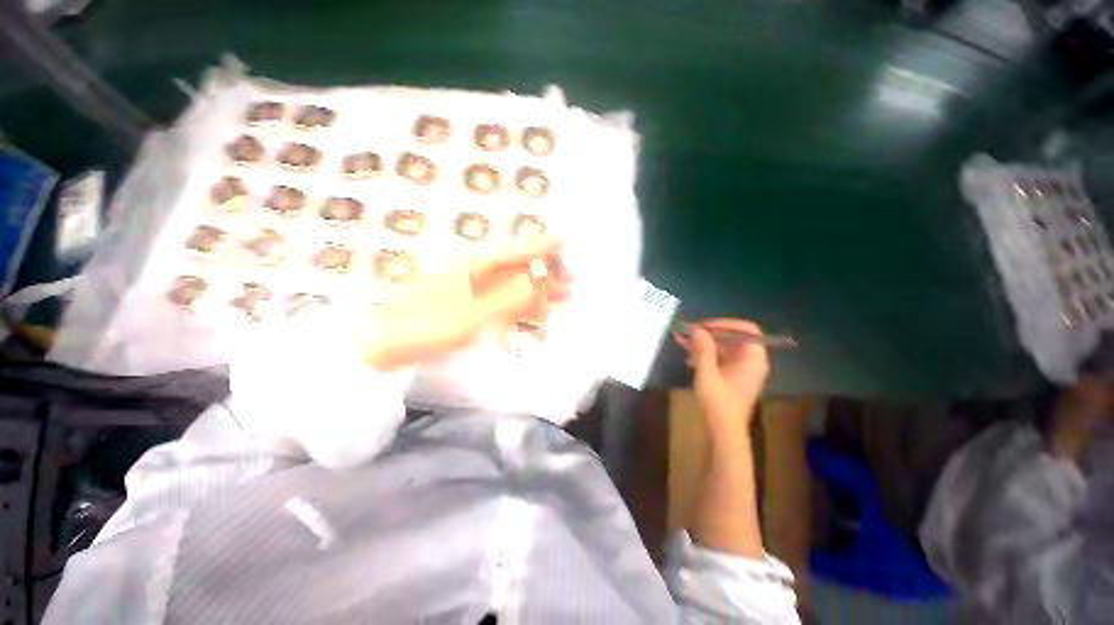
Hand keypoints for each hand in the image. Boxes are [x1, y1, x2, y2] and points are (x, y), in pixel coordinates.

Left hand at [359, 236, 570, 370]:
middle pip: (518, 267)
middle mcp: (476, 272)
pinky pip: (502, 302)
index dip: (542, 246)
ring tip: (562, 302)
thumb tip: (539, 281)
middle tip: (571, 285)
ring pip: (513, 286)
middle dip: (546, 274)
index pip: (516, 250)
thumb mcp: (472, 315)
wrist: (384, 345)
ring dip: (537, 293)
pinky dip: (520, 308)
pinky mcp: (469, 306)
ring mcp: (472, 289)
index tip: (565, 242)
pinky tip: (534, 318)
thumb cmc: (427, 327)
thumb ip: (508, 298)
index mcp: (475, 266)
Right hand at [675, 318, 769, 435]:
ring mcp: (743, 370)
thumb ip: (703, 349)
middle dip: (708, 334)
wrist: (724, 432)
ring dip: (703, 344)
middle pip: (732, 338)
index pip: (746, 330)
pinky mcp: (733, 378)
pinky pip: (721, 359)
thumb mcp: (707, 373)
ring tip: (681, 342)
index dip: (725, 324)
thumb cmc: (719, 402)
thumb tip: (697, 329)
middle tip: (687, 332)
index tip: (704, 326)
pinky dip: (706, 356)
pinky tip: (688, 359)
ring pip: (724, 348)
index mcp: (753, 358)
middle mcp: (751, 361)